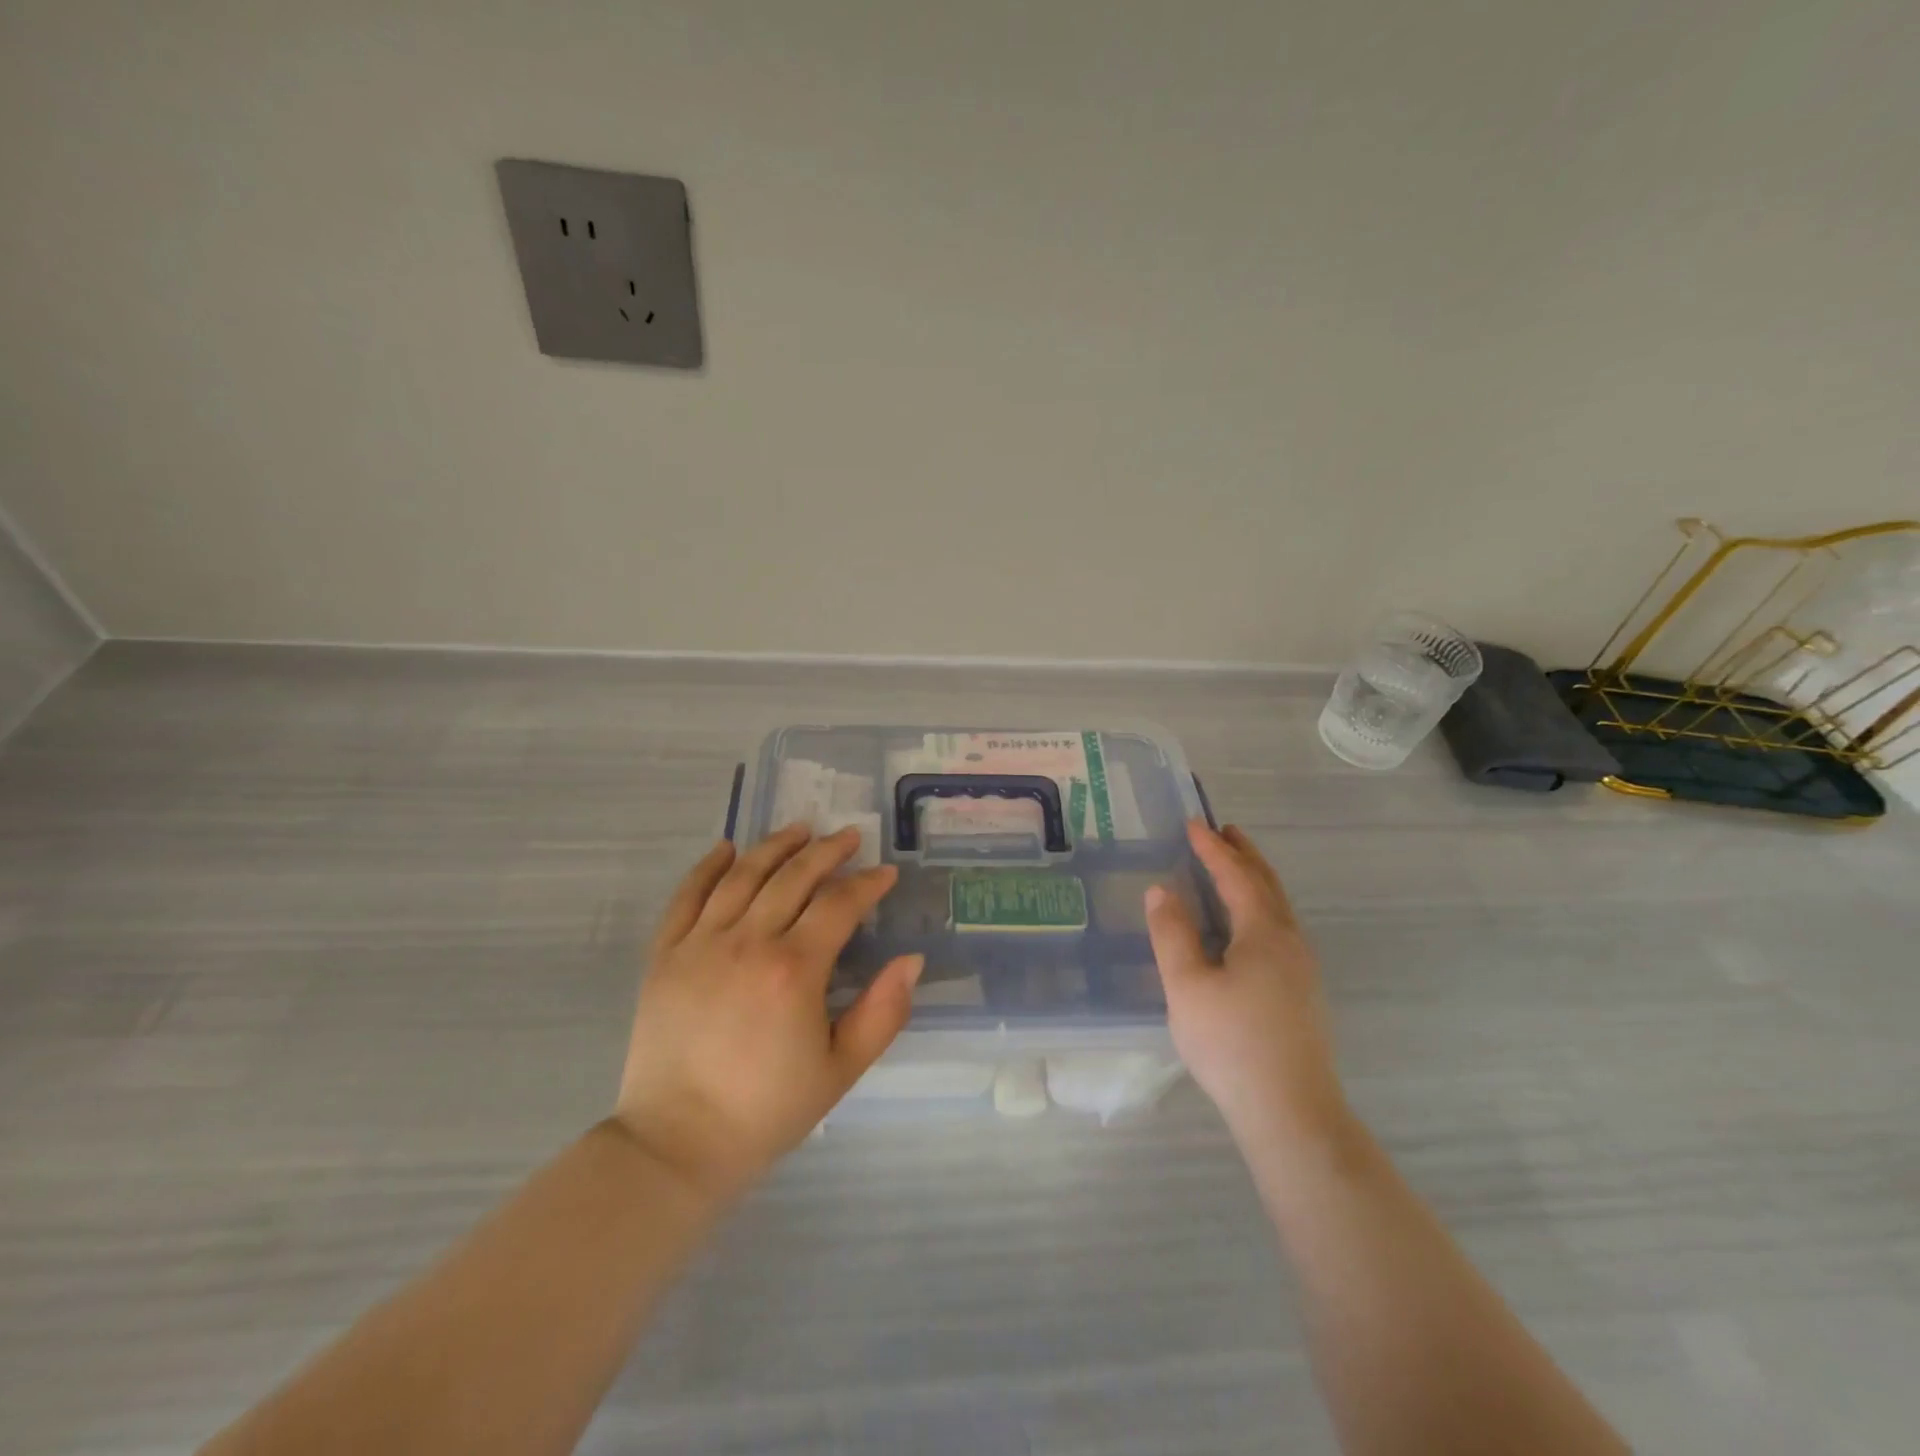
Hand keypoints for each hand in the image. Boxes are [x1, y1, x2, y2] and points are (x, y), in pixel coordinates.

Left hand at [613, 825, 921, 1198]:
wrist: (677, 1144)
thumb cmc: (767, 1111)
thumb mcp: (841, 1070)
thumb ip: (883, 1012)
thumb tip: (911, 959)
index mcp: (794, 970)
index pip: (839, 905)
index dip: (867, 884)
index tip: (885, 873)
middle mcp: (747, 942)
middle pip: (794, 877)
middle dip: (827, 851)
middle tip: (849, 837)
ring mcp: (700, 944)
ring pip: (743, 875)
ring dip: (775, 846)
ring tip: (800, 829)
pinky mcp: (664, 955)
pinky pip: (687, 896)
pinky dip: (707, 867)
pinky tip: (727, 849)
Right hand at [1145, 821, 1350, 1150]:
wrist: (1291, 1114)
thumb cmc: (1232, 1043)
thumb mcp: (1187, 986)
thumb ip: (1172, 934)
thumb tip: (1162, 890)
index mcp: (1264, 933)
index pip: (1236, 877)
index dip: (1213, 849)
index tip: (1194, 825)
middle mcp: (1290, 942)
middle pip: (1267, 886)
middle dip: (1244, 856)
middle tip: (1225, 831)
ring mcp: (1303, 970)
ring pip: (1278, 909)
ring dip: (1255, 881)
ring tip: (1233, 870)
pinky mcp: (1303, 994)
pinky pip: (1280, 930)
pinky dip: (1260, 909)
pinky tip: (1246, 929)